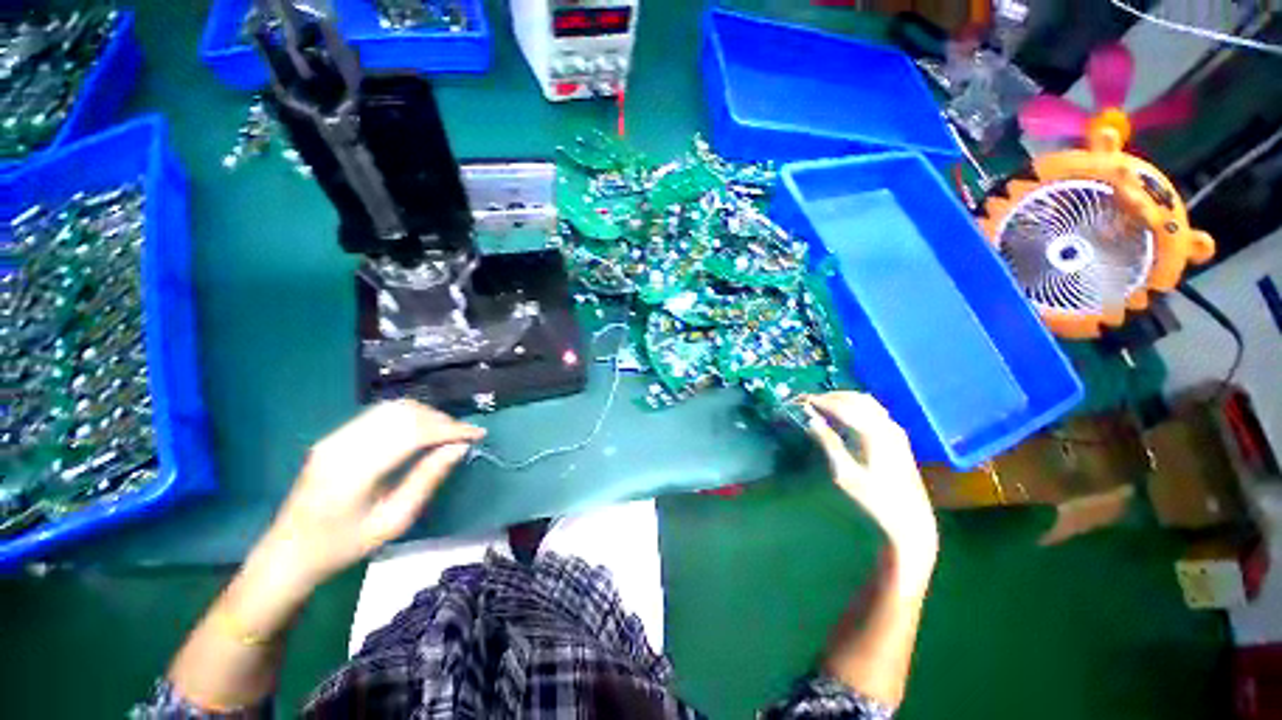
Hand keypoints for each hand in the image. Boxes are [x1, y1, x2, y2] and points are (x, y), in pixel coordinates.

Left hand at [253, 400, 485, 593]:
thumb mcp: (394, 521)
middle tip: (464, 436)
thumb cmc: (343, 546)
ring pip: (393, 408)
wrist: (289, 552)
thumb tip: (459, 448)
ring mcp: (335, 436)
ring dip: (427, 415)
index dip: (451, 428)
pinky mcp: (335, 436)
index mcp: (355, 469)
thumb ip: (428, 479)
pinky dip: (409, 417)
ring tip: (447, 433)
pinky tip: (422, 432)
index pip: (414, 432)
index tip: (478, 434)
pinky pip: (380, 414)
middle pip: (404, 413)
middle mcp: (343, 443)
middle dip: (442, 420)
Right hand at [804, 392, 937, 581]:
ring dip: (842, 399)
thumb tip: (811, 420)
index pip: (841, 407)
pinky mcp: (897, 435)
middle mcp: (886, 425)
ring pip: (865, 401)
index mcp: (873, 434)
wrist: (910, 521)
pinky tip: (844, 414)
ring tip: (821, 404)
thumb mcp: (845, 474)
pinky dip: (854, 405)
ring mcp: (894, 429)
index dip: (819, 401)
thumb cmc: (874, 500)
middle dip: (828, 397)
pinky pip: (873, 409)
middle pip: (854, 399)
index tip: (799, 400)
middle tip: (807, 401)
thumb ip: (828, 443)